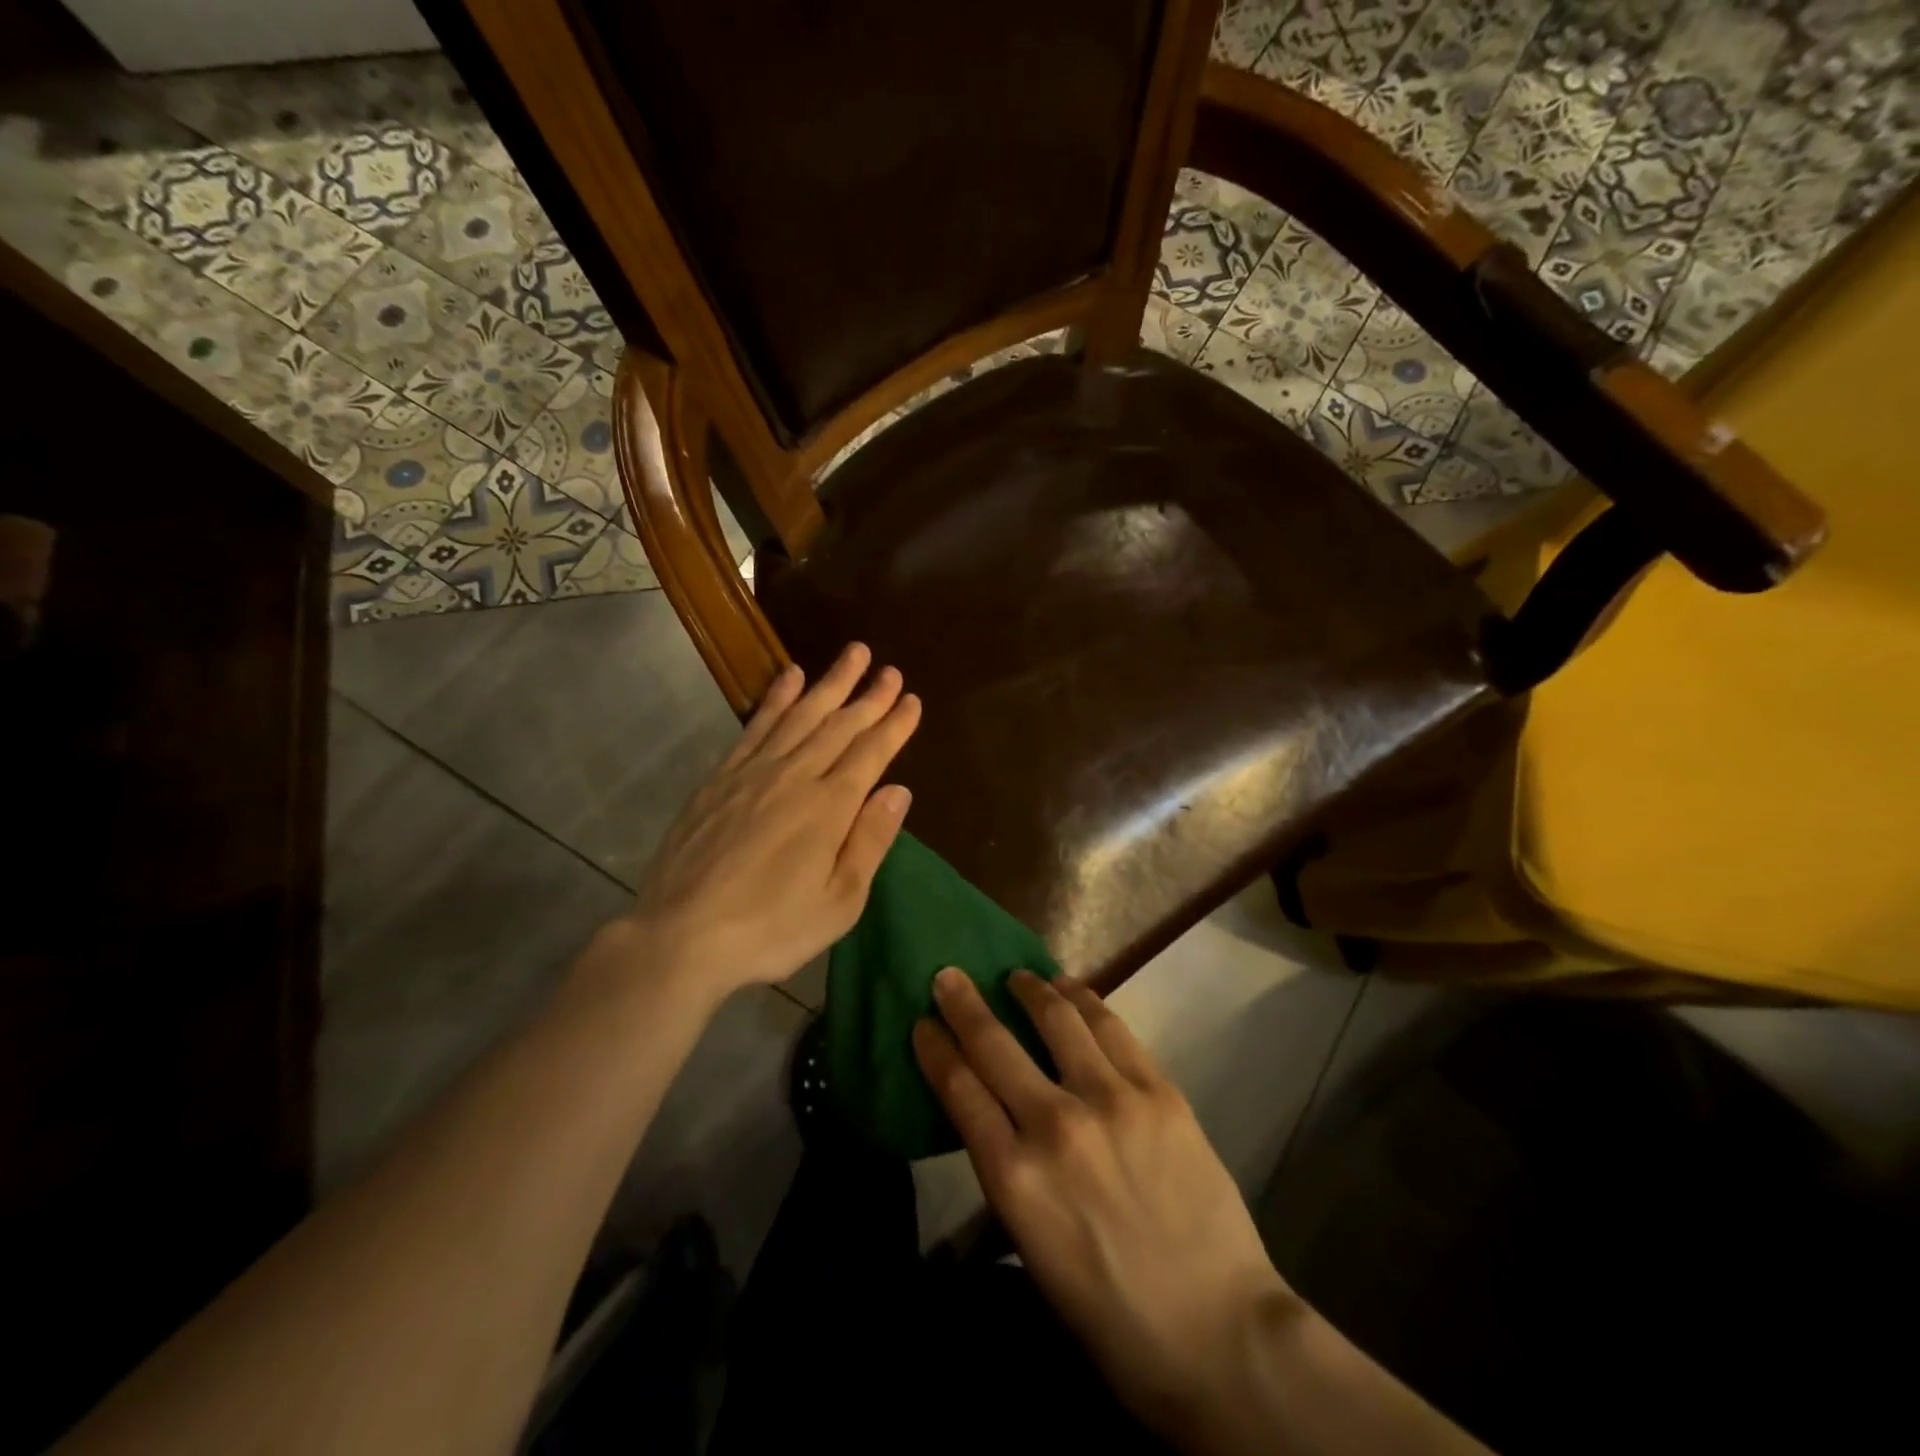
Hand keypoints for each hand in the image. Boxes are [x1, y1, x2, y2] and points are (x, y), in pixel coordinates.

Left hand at [616, 642, 920, 1000]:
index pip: (871, 753)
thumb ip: (870, 841)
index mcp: (829, 807)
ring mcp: (753, 772)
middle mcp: (795, 776)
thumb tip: (898, 789)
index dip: (894, 724)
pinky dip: (776, 698)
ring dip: (829, 682)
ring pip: (800, 715)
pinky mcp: (720, 778)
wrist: (681, 936)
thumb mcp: (839, 902)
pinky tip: (790, 678)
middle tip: (890, 668)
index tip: (911, 698)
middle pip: (840, 725)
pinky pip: (756, 726)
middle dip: (869, 696)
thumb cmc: (770, 929)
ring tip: (852, 654)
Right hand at [914, 970, 1294, 1445]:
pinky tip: (1072, 991)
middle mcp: (1055, 1126)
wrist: (1215, 1332)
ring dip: (1030, 990)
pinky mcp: (1158, 1092)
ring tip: (1019, 976)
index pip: (959, 1089)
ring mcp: (1111, 1101)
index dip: (935, 1048)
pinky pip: (1112, 1029)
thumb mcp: (1032, 1246)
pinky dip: (1085, 1001)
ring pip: (1057, 1019)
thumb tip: (993, 1113)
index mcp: (1014, 1178)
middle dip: (963, 1004)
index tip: (923, 1022)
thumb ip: (1007, 1171)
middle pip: (995, 1044)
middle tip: (949, 976)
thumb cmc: (1109, 1310)